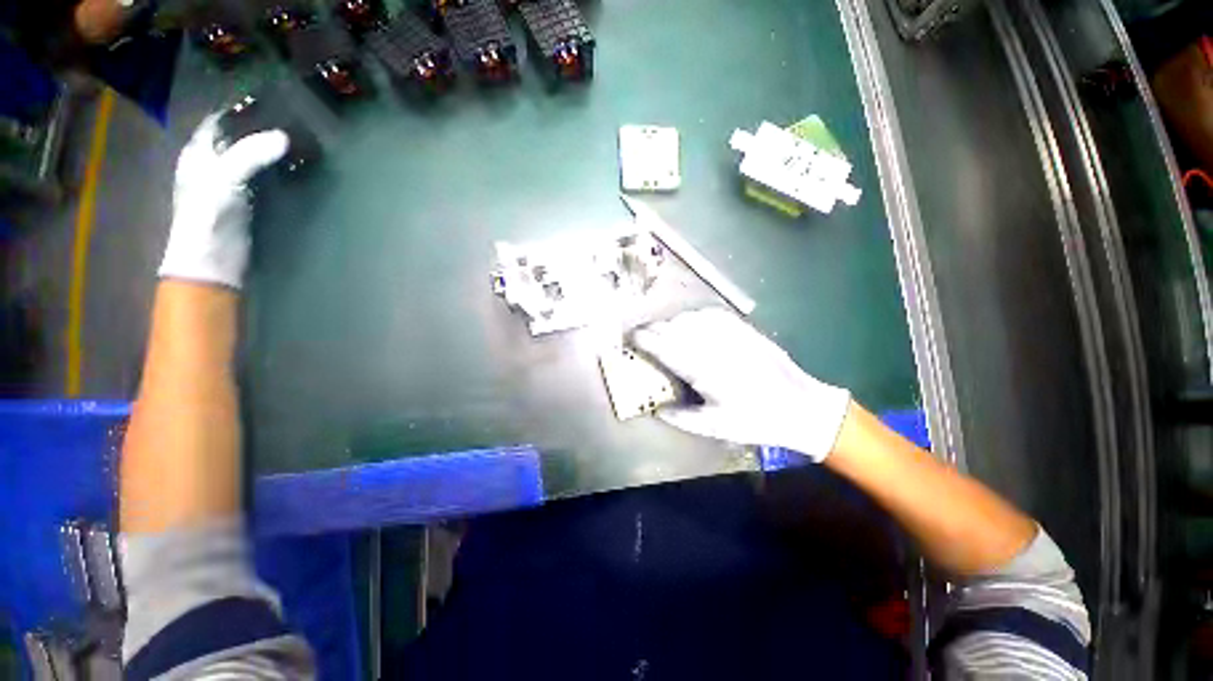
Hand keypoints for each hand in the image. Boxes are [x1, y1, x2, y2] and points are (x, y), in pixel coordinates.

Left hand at [158, 115, 287, 289]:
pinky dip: (276, 170)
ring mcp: (230, 184)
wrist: (214, 260)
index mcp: (198, 153)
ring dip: (270, 150)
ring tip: (298, 142)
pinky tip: (292, 168)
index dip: (240, 110)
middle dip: (260, 129)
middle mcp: (212, 164)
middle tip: (291, 122)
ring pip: (252, 157)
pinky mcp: (248, 201)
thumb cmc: (209, 216)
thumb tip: (284, 135)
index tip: (270, 103)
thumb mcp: (225, 179)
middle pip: (237, 138)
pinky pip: (263, 177)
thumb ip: (250, 154)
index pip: (218, 122)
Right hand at [632, 308, 851, 461]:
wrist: (800, 407)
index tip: (631, 337)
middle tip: (643, 336)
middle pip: (675, 329)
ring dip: (673, 323)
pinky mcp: (745, 330)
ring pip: (692, 319)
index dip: (645, 340)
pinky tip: (692, 322)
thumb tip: (656, 410)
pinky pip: (713, 314)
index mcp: (704, 370)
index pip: (666, 347)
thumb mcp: (716, 427)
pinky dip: (696, 316)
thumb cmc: (756, 420)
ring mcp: (731, 335)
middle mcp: (714, 347)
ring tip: (664, 331)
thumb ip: (681, 417)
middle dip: (654, 329)